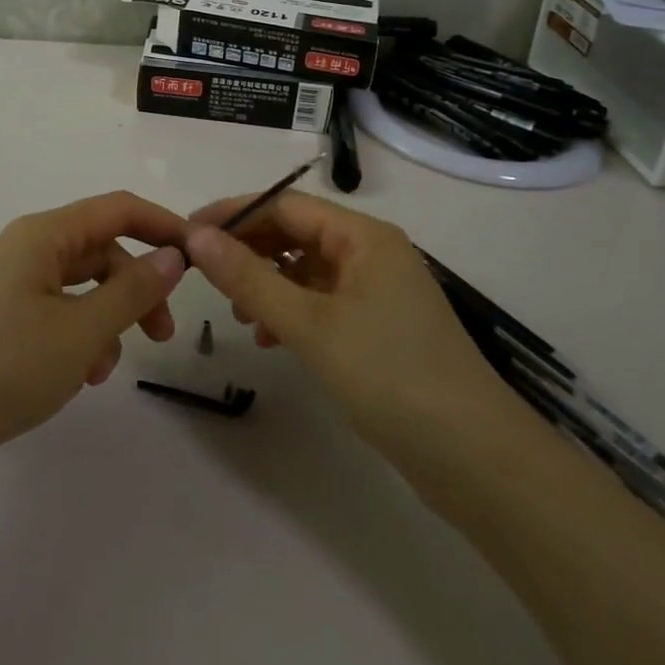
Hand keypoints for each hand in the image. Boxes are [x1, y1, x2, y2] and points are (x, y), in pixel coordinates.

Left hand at [0, 192, 188, 468]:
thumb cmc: (1, 365)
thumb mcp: (80, 330)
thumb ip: (132, 291)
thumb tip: (173, 256)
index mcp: (45, 235)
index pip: (119, 208)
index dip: (163, 226)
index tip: (200, 258)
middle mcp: (27, 250)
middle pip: (100, 250)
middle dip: (137, 286)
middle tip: (163, 333)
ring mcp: (9, 287)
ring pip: (79, 287)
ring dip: (106, 320)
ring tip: (106, 368)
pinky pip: (54, 315)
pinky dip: (78, 339)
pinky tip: (78, 378)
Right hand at [183, 191, 525, 468]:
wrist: (476, 460)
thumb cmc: (390, 376)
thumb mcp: (310, 325)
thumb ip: (249, 278)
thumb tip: (196, 236)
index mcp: (363, 236)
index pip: (285, 205)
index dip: (234, 214)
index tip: (188, 233)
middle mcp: (373, 253)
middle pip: (297, 234)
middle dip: (249, 251)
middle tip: (205, 275)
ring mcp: (380, 291)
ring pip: (308, 270)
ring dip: (268, 284)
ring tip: (238, 316)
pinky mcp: (382, 328)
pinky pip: (324, 302)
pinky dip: (293, 312)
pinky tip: (272, 339)